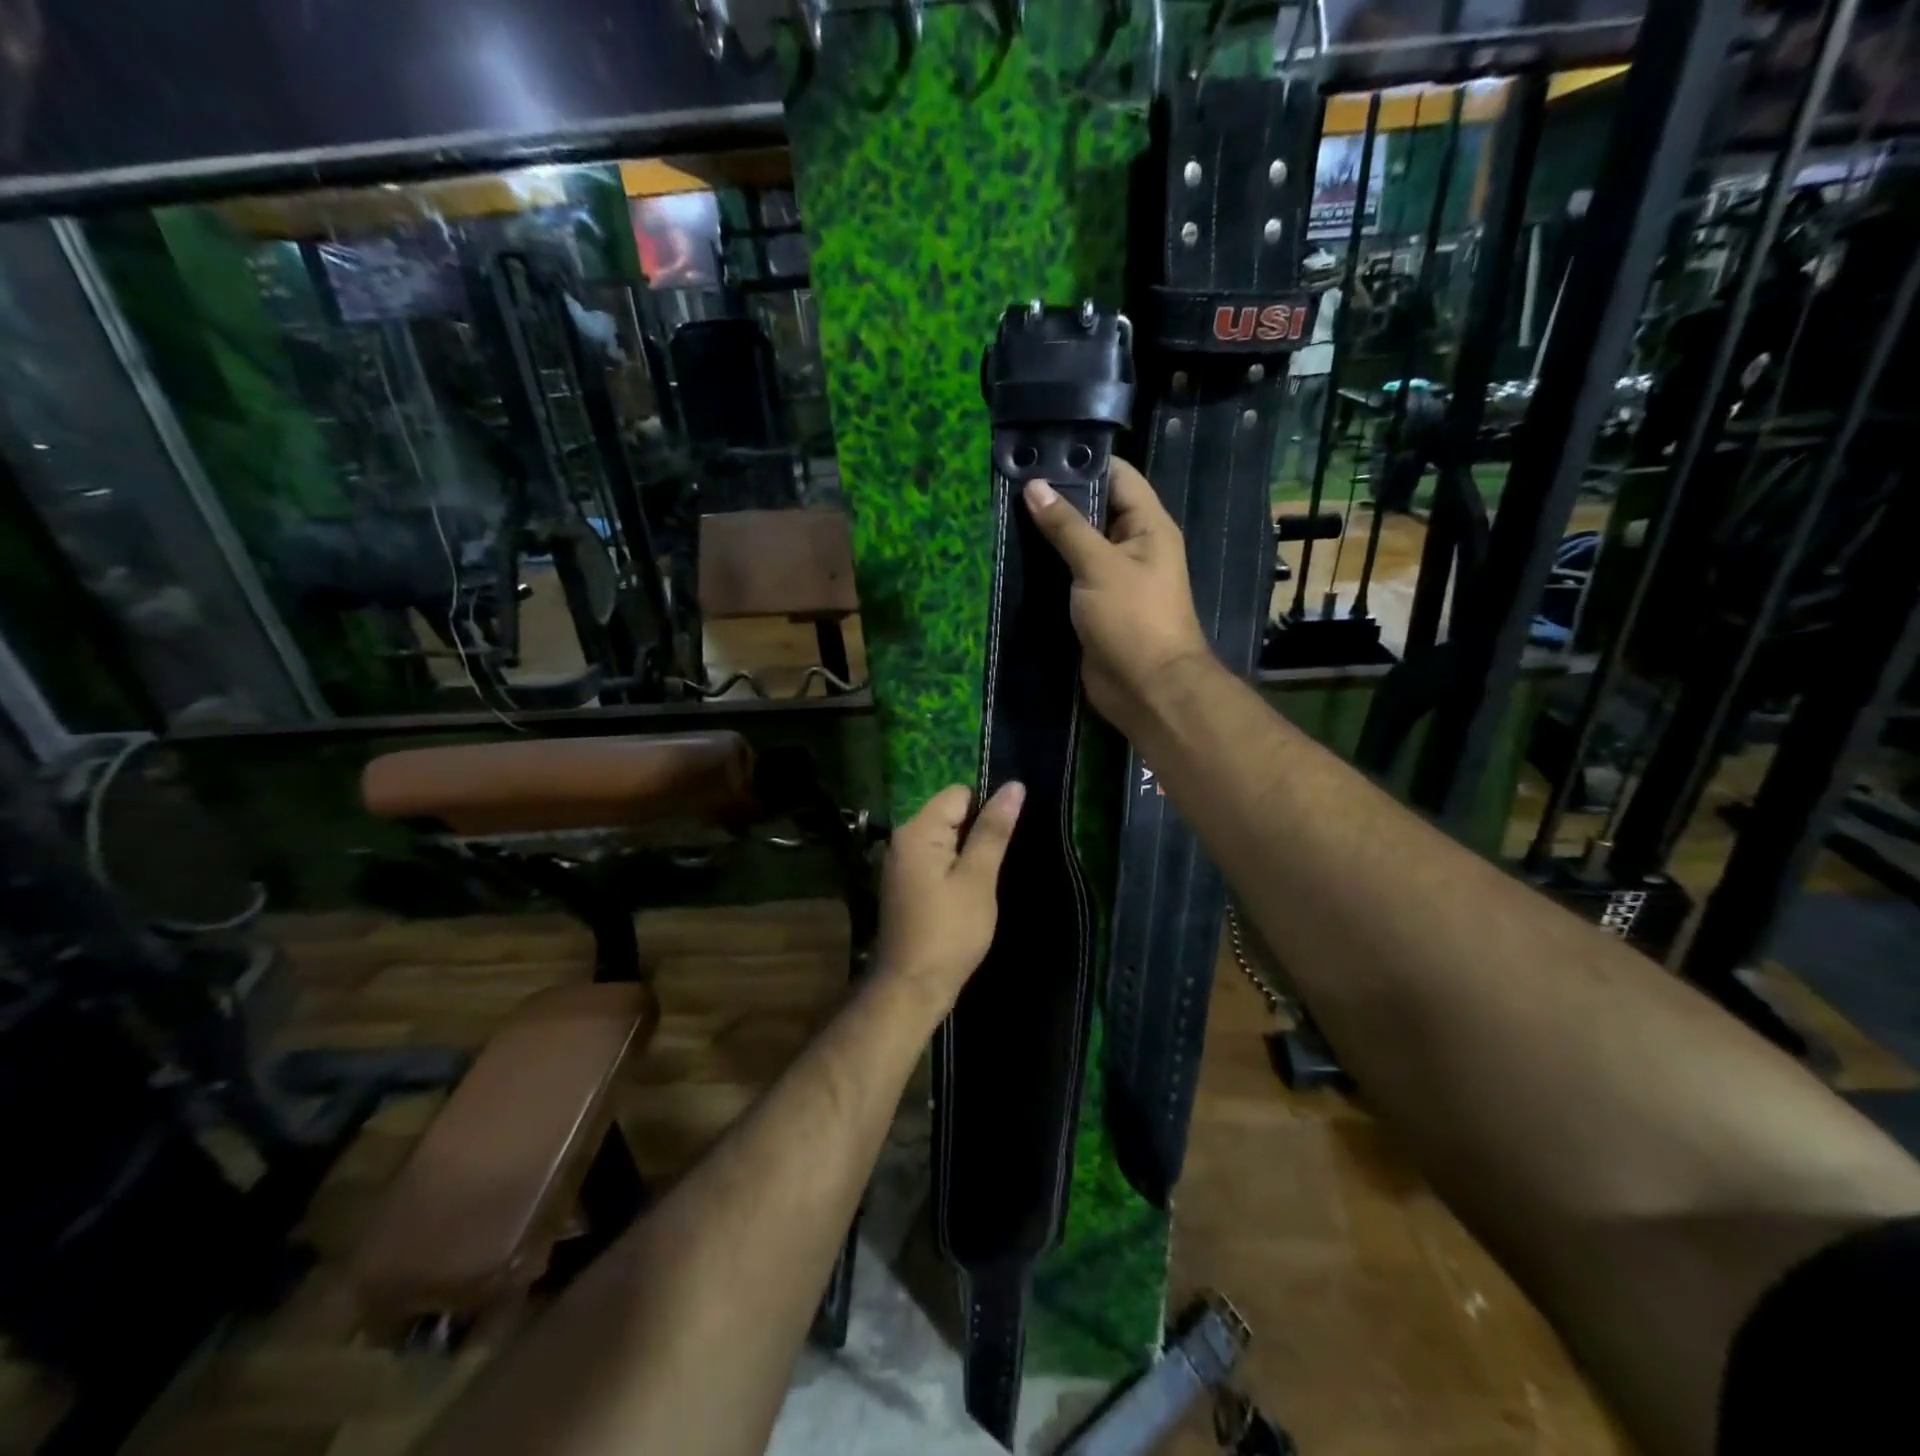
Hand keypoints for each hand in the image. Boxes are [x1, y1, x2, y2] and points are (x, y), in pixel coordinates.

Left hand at [872, 781, 1023, 1009]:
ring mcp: (902, 863)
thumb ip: (993, 831)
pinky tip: (973, 891)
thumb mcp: (978, 879)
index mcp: (917, 831)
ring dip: (969, 852)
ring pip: (946, 839)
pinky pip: (937, 860)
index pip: (959, 794)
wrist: (912, 987)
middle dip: (979, 830)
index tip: (1010, 836)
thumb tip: (1013, 786)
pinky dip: (956, 868)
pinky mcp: (906, 885)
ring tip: (991, 877)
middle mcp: (903, 839)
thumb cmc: (949, 932)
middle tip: (1004, 859)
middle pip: (951, 814)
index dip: (988, 808)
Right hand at [1021, 459, 1209, 730]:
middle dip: (1057, 497)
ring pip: (1077, 544)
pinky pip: (1068, 576)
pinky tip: (1015, 555)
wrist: (1146, 688)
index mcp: (1147, 526)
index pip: (1117, 476)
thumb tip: (1034, 486)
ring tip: (1004, 512)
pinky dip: (1046, 567)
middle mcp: (1131, 546)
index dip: (1082, 462)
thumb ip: (1065, 526)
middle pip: (1093, 509)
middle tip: (1011, 482)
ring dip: (1047, 534)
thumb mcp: (1098, 565)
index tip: (1039, 453)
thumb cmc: (1133, 619)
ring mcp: (1111, 577)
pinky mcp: (1093, 605)